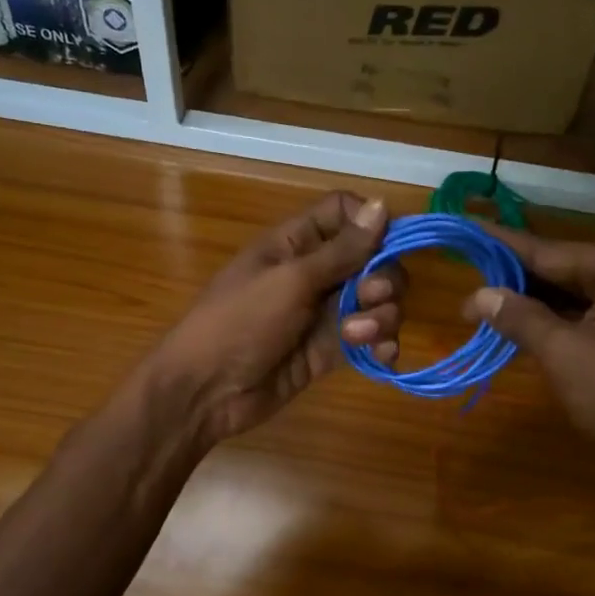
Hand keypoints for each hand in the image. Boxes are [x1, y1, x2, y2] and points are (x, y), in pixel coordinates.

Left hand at [149, 191, 404, 446]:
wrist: (207, 390)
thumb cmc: (240, 323)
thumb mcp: (290, 281)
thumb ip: (341, 250)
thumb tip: (382, 205)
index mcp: (296, 242)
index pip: (346, 213)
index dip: (372, 224)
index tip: (387, 245)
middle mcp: (316, 272)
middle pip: (373, 259)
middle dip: (383, 278)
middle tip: (369, 298)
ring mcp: (325, 313)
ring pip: (377, 301)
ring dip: (382, 316)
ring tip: (359, 336)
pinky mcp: (331, 349)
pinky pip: (370, 338)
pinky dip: (382, 344)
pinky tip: (380, 356)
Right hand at [463, 228, 594, 532]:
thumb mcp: (565, 356)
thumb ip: (520, 319)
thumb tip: (477, 296)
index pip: (551, 252)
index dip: (504, 247)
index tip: (468, 231)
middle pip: (565, 271)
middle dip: (516, 279)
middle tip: (467, 278)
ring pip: (577, 296)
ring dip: (534, 304)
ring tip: (484, 302)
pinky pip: (591, 316)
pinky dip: (557, 322)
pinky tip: (522, 325)